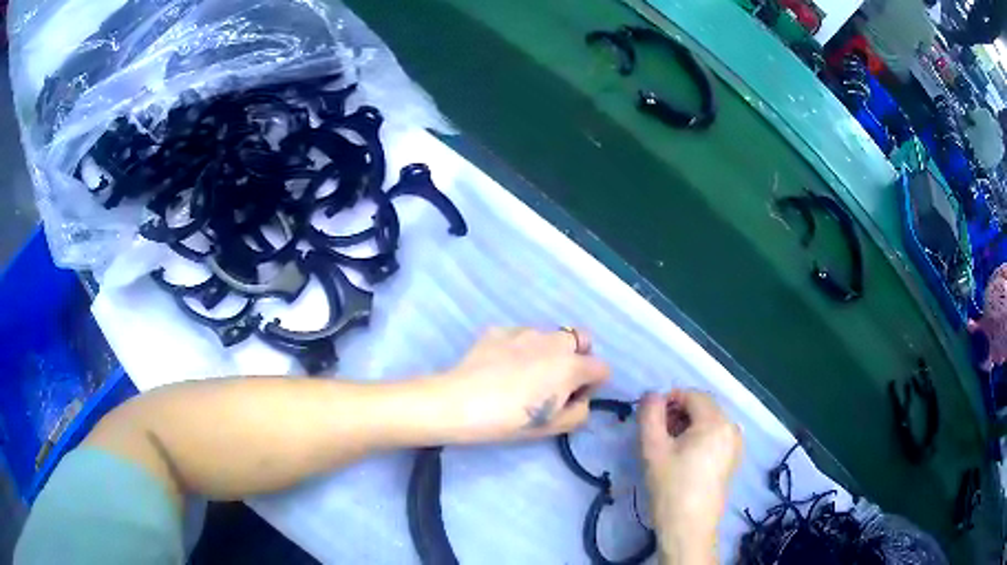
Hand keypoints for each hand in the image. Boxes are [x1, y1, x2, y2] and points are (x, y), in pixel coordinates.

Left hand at [434, 327, 610, 442]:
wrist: (460, 403)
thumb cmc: (511, 419)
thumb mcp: (553, 427)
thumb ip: (579, 412)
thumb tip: (579, 399)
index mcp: (571, 365)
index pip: (602, 368)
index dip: (592, 385)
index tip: (572, 399)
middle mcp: (553, 341)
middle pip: (581, 339)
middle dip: (577, 357)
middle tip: (556, 380)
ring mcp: (524, 331)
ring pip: (549, 336)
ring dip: (548, 351)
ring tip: (524, 374)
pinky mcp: (498, 330)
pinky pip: (520, 336)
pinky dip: (519, 348)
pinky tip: (500, 367)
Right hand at [639, 390, 740, 563]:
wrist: (689, 527)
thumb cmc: (670, 487)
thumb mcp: (653, 449)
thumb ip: (650, 415)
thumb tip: (652, 395)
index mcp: (716, 422)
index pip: (692, 395)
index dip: (670, 399)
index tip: (650, 417)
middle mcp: (732, 428)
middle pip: (703, 407)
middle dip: (679, 413)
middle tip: (657, 433)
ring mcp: (735, 445)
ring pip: (710, 422)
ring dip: (688, 426)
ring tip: (668, 447)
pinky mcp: (733, 460)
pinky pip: (716, 436)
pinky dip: (700, 437)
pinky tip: (684, 458)